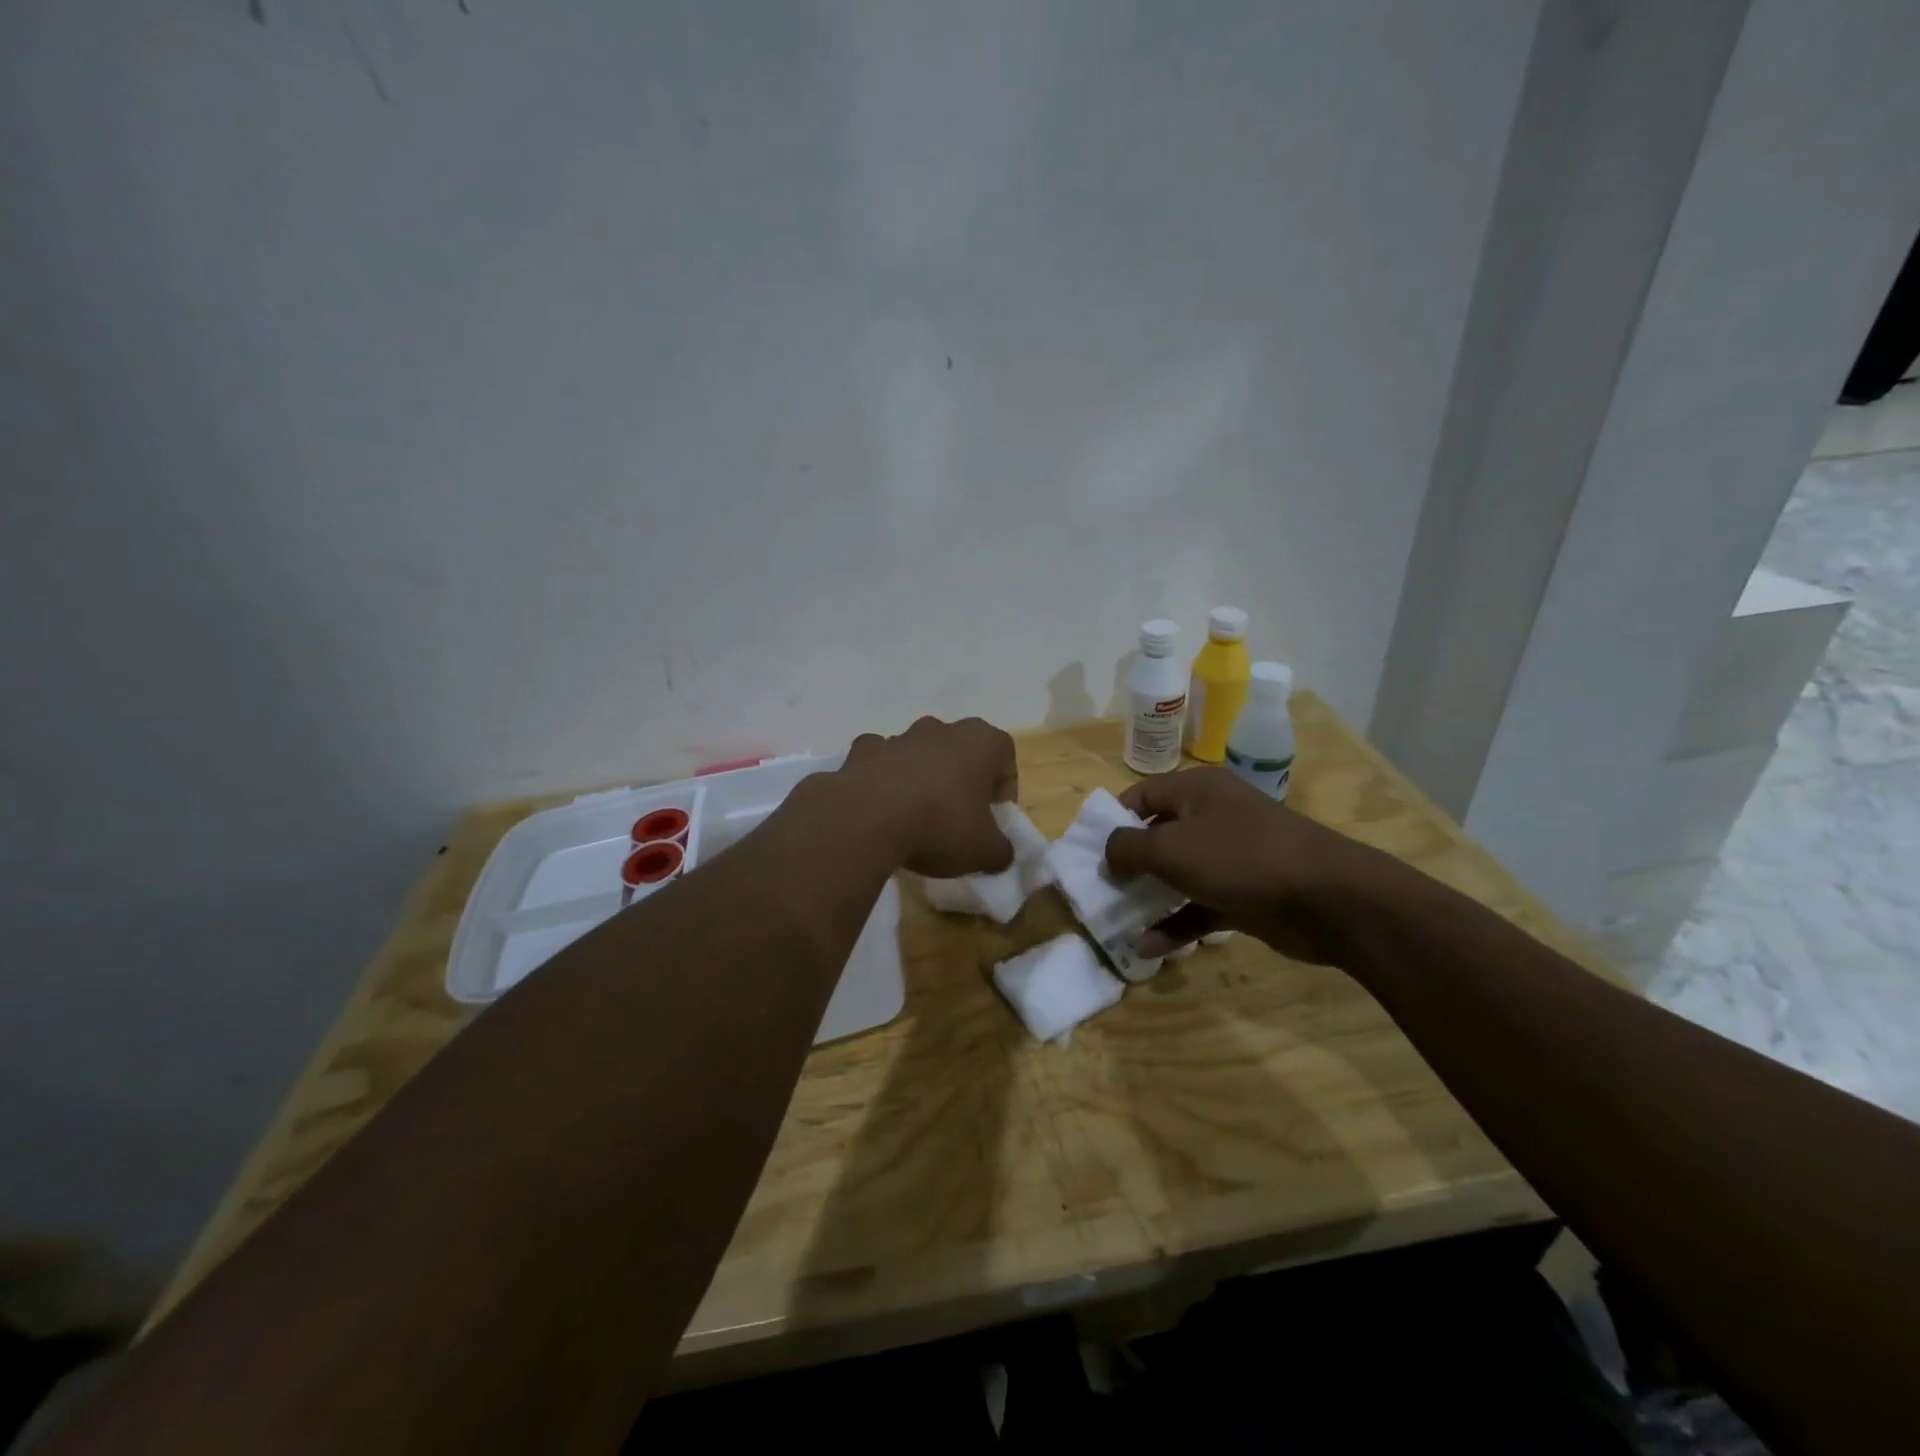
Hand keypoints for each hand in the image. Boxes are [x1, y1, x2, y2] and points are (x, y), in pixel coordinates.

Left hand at [839, 716, 1019, 878]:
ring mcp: (898, 737)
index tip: (993, 819)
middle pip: (960, 751)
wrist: (867, 819)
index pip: (1004, 756)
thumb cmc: (940, 825)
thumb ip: (1000, 850)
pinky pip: (879, 761)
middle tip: (958, 819)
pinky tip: (880, 809)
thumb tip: (1000, 853)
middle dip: (961, 780)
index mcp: (980, 741)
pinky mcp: (862, 751)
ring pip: (918, 753)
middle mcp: (940, 729)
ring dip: (921, 777)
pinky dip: (882, 778)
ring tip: (916, 818)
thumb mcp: (984, 851)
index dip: (1003, 789)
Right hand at [1103, 768, 1394, 964]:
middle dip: (1128, 864)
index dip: (1112, 820)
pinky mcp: (1244, 895)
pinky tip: (1149, 947)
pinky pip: (1199, 906)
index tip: (1088, 851)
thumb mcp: (1171, 848)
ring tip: (1116, 921)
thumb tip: (1106, 854)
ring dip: (1149, 898)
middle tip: (1099, 889)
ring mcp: (1231, 858)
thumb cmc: (1240, 858)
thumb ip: (1128, 848)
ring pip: (1178, 875)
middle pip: (1158, 836)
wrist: (1328, 898)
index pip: (1141, 796)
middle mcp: (1212, 818)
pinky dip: (1176, 924)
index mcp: (1196, 791)